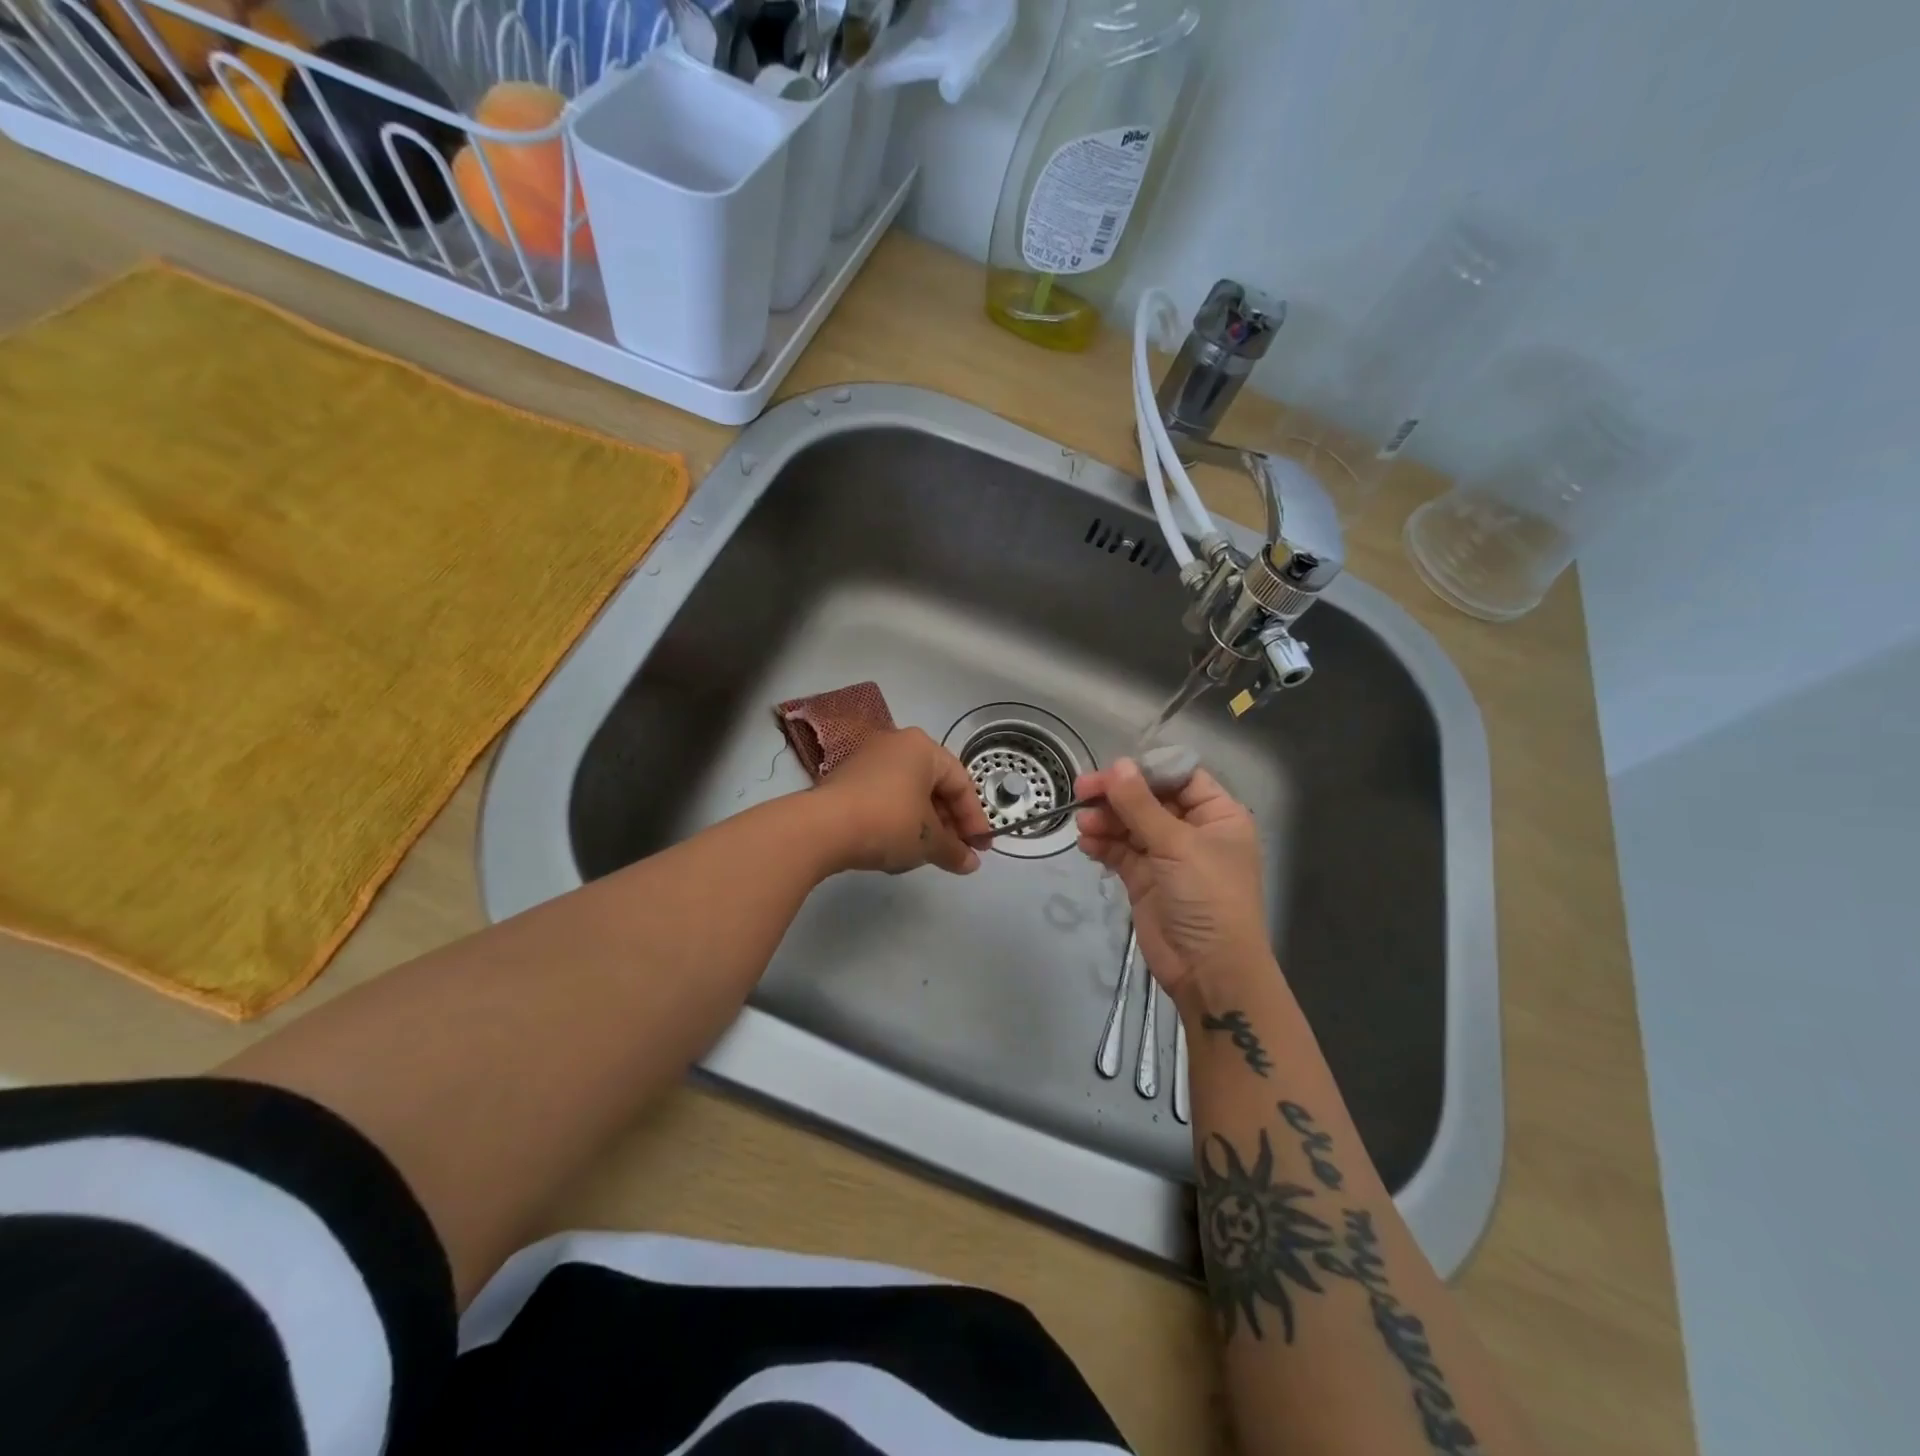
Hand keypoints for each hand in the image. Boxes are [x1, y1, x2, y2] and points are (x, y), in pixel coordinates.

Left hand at [818, 728, 991, 876]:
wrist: (821, 828)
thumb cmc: (888, 822)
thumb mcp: (928, 840)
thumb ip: (955, 850)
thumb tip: (971, 863)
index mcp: (922, 747)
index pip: (961, 783)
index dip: (975, 819)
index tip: (980, 848)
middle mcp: (895, 745)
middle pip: (934, 785)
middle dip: (949, 822)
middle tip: (958, 852)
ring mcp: (867, 760)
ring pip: (908, 793)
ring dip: (924, 823)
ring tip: (929, 853)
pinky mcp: (846, 780)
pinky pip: (884, 798)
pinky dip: (898, 820)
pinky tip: (898, 846)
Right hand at [1075, 759, 1271, 1000]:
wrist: (1209, 970)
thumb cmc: (1207, 897)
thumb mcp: (1177, 845)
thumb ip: (1141, 805)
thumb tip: (1117, 766)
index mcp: (1217, 815)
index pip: (1179, 777)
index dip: (1146, 771)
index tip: (1113, 771)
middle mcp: (1194, 831)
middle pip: (1149, 799)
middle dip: (1117, 796)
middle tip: (1082, 792)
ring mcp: (1168, 856)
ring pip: (1130, 825)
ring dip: (1106, 821)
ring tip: (1084, 825)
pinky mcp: (1145, 879)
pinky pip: (1120, 852)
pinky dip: (1103, 845)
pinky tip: (1087, 844)